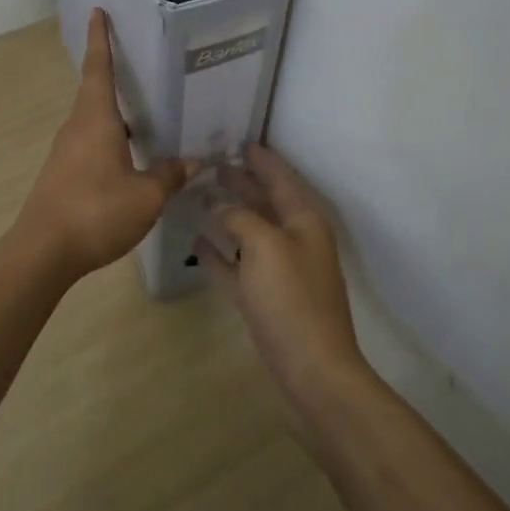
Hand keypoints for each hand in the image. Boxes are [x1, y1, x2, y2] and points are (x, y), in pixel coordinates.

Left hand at [16, 9, 194, 279]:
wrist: (43, 252)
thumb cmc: (96, 212)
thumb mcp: (146, 196)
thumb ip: (170, 175)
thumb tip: (193, 161)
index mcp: (96, 119)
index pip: (99, 68)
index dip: (100, 39)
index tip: (97, 12)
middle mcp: (77, 127)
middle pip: (96, 93)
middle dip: (114, 76)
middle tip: (141, 67)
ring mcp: (66, 152)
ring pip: (94, 122)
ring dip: (115, 115)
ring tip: (145, 116)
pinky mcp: (62, 174)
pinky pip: (90, 144)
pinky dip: (110, 140)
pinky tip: (130, 159)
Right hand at [197, 145, 369, 405]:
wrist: (312, 369)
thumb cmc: (292, 299)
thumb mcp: (265, 245)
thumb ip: (240, 218)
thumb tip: (220, 204)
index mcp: (304, 221)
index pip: (282, 178)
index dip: (262, 159)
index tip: (240, 141)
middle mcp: (294, 239)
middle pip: (265, 202)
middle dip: (242, 182)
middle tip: (212, 163)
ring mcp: (279, 270)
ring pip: (250, 232)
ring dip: (228, 214)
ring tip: (201, 195)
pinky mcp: (264, 298)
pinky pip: (238, 266)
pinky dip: (220, 253)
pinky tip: (197, 241)